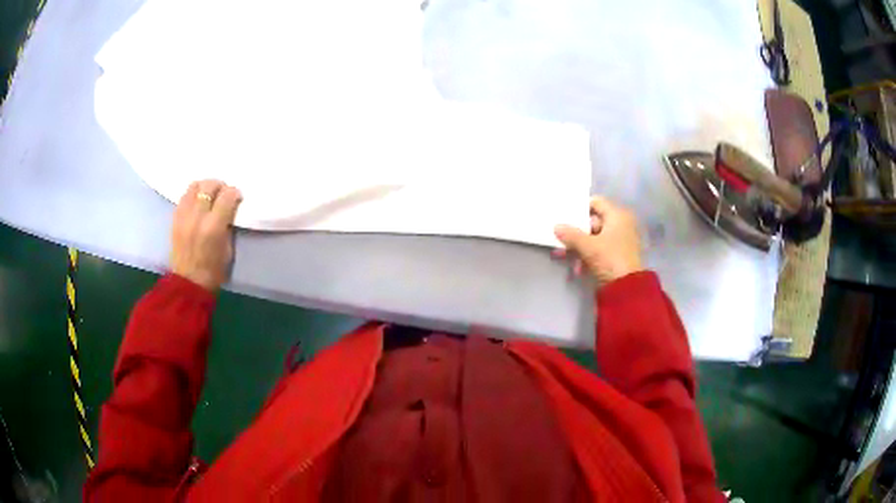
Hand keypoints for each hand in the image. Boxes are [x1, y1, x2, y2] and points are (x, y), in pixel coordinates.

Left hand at [170, 180, 242, 291]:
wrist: (189, 282)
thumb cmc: (214, 270)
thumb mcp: (228, 249)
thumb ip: (228, 225)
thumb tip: (230, 209)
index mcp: (214, 227)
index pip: (227, 196)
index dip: (234, 193)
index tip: (237, 197)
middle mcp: (197, 217)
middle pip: (209, 185)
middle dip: (220, 186)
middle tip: (224, 193)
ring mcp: (184, 216)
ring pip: (194, 186)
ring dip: (204, 187)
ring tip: (209, 194)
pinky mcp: (175, 218)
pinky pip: (184, 196)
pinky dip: (193, 194)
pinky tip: (197, 202)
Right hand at [553, 196, 642, 283]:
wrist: (627, 289)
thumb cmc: (610, 259)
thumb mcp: (588, 247)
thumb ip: (571, 235)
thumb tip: (556, 227)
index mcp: (618, 216)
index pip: (597, 202)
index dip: (580, 207)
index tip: (565, 215)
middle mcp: (621, 224)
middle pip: (594, 221)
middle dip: (576, 232)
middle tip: (560, 239)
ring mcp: (620, 240)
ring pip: (595, 237)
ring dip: (579, 246)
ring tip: (564, 256)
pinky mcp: (618, 255)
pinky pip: (599, 249)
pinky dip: (588, 256)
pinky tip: (577, 268)